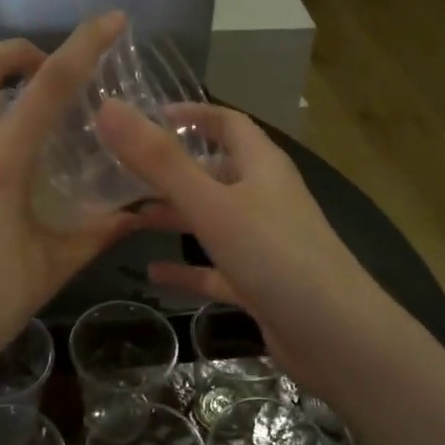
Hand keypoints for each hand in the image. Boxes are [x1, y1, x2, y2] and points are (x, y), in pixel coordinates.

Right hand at [96, 101, 392, 399]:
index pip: (227, 123)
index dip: (191, 114)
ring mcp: (264, 243)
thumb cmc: (275, 256)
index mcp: (262, 167)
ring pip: (212, 220)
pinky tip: (153, 272)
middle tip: (120, 172)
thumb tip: (108, 107)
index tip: (146, 116)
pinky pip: (216, 268)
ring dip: (174, 216)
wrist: (336, 336)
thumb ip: (159, 160)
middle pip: (215, 172)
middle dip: (170, 171)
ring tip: (126, 218)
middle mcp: (265, 198)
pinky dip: (187, 268)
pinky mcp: (260, 283)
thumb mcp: (211, 204)